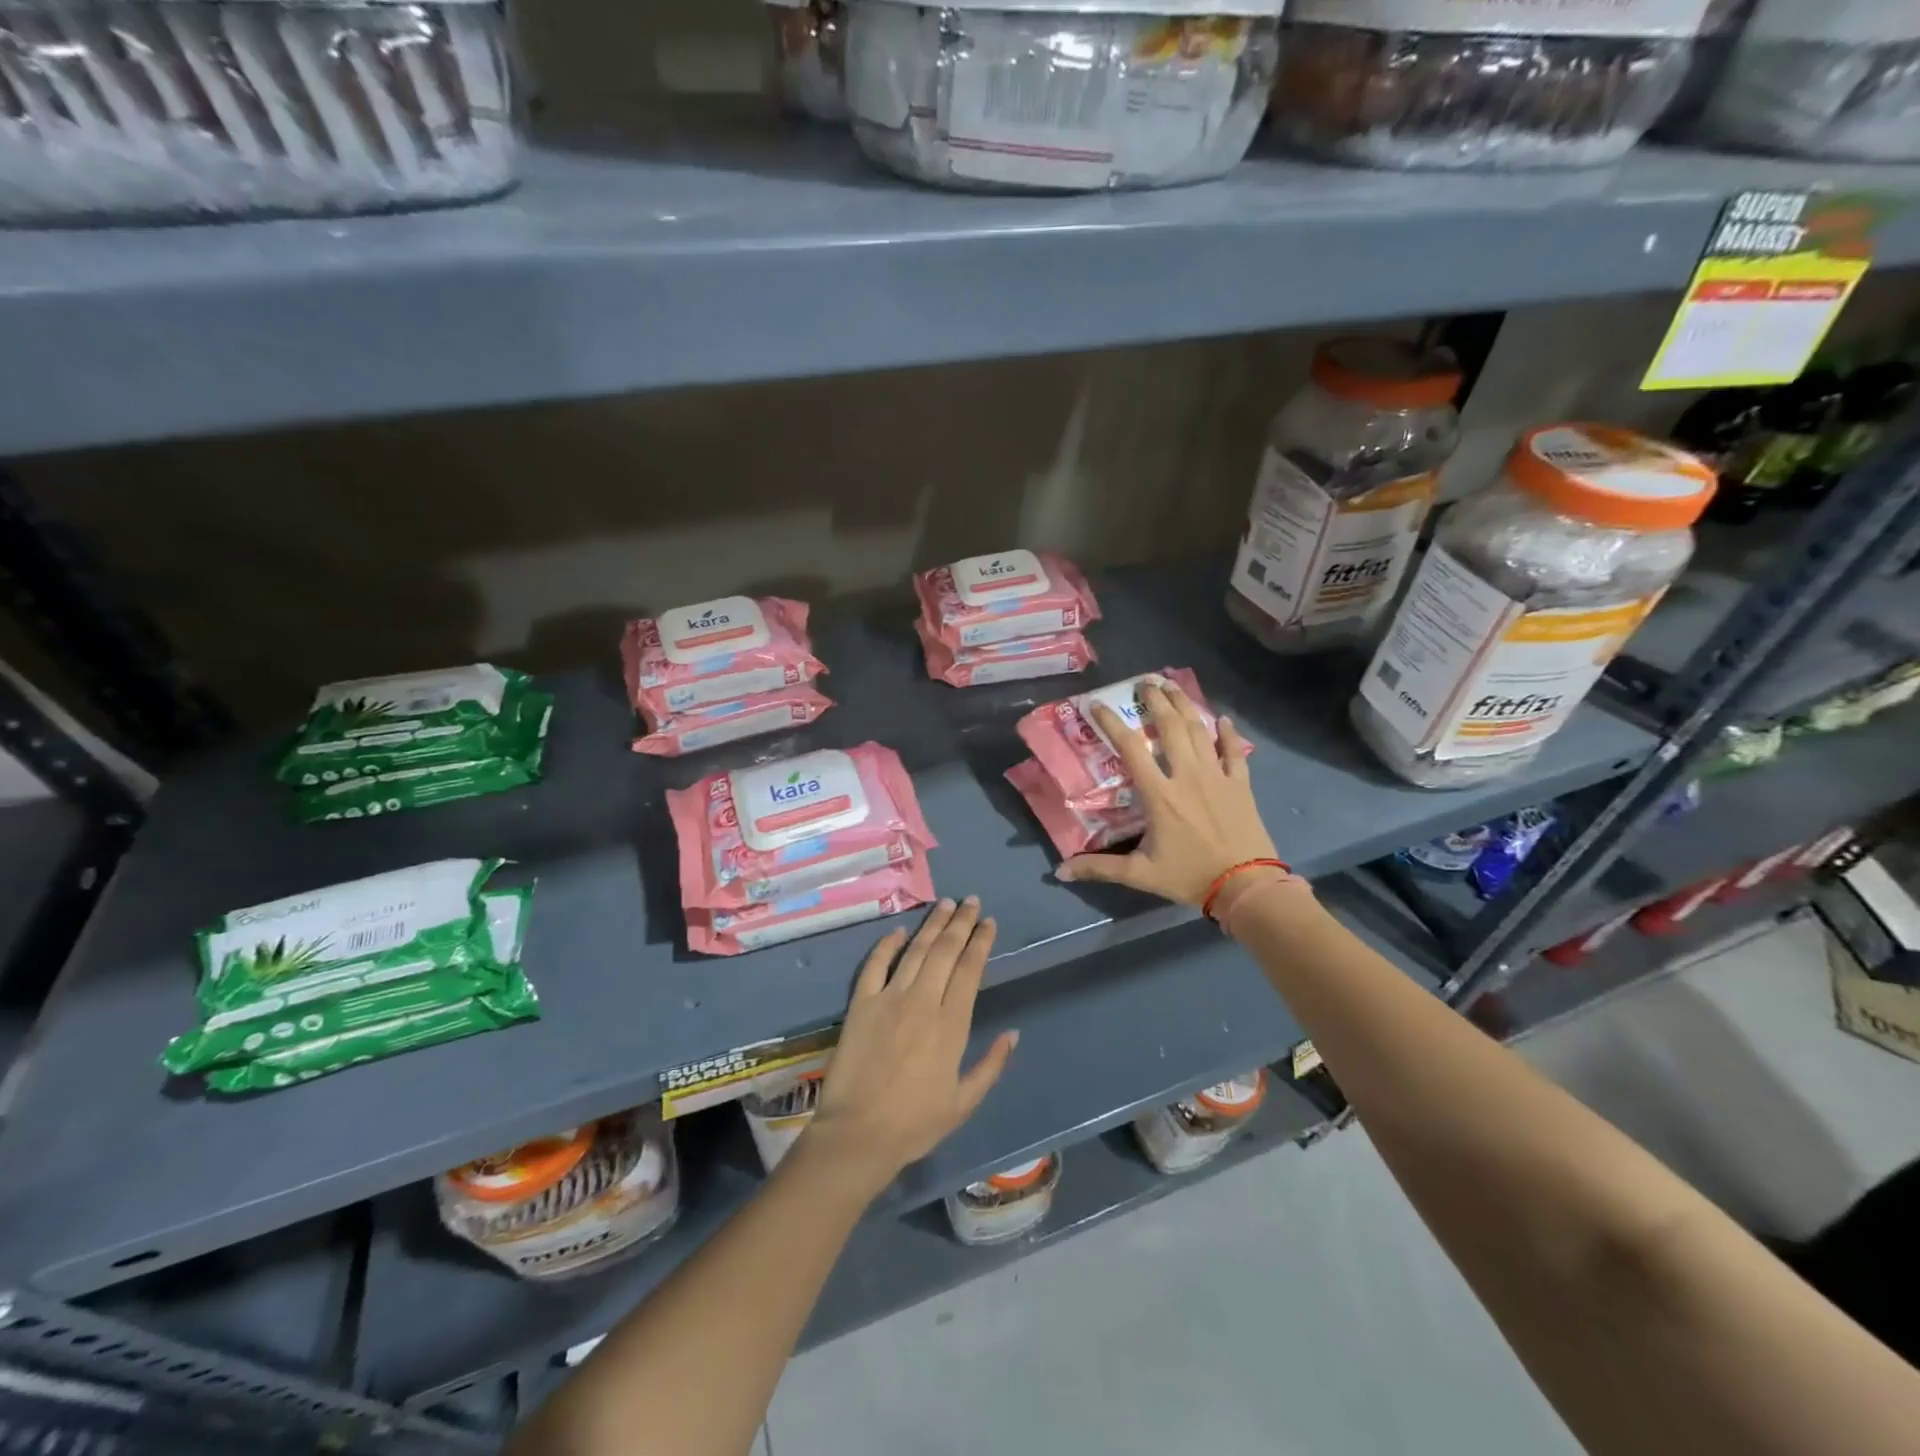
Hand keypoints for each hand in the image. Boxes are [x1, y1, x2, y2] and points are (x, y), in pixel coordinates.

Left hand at [802, 898, 1017, 1197]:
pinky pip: (875, 965)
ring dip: (932, 924)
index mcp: (951, 1024)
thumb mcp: (964, 1102)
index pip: (970, 970)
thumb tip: (1013, 1034)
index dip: (980, 942)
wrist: (857, 1135)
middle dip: (961, 922)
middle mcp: (922, 1001)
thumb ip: (991, 1065)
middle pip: (945, 951)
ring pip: (915, 950)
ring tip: (945, 903)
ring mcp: (888, 998)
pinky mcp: (861, 1003)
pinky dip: (887, 944)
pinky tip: (899, 931)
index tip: (989, 922)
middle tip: (972, 901)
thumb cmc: (915, 1124)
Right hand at [1056, 680, 1280, 906]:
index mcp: (1159, 794)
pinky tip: (1222, 719)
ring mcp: (1217, 776)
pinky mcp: (1240, 784)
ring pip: (1200, 731)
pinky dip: (1227, 733)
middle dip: (1156, 701)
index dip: (1111, 723)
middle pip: (1169, 728)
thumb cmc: (1190, 876)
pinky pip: (1234, 751)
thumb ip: (1100, 868)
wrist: (1246, 886)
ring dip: (1185, 705)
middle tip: (1145, 682)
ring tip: (1173, 686)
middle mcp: (1187, 775)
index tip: (1097, 704)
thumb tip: (1061, 872)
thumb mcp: (1140, 874)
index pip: (1130, 748)